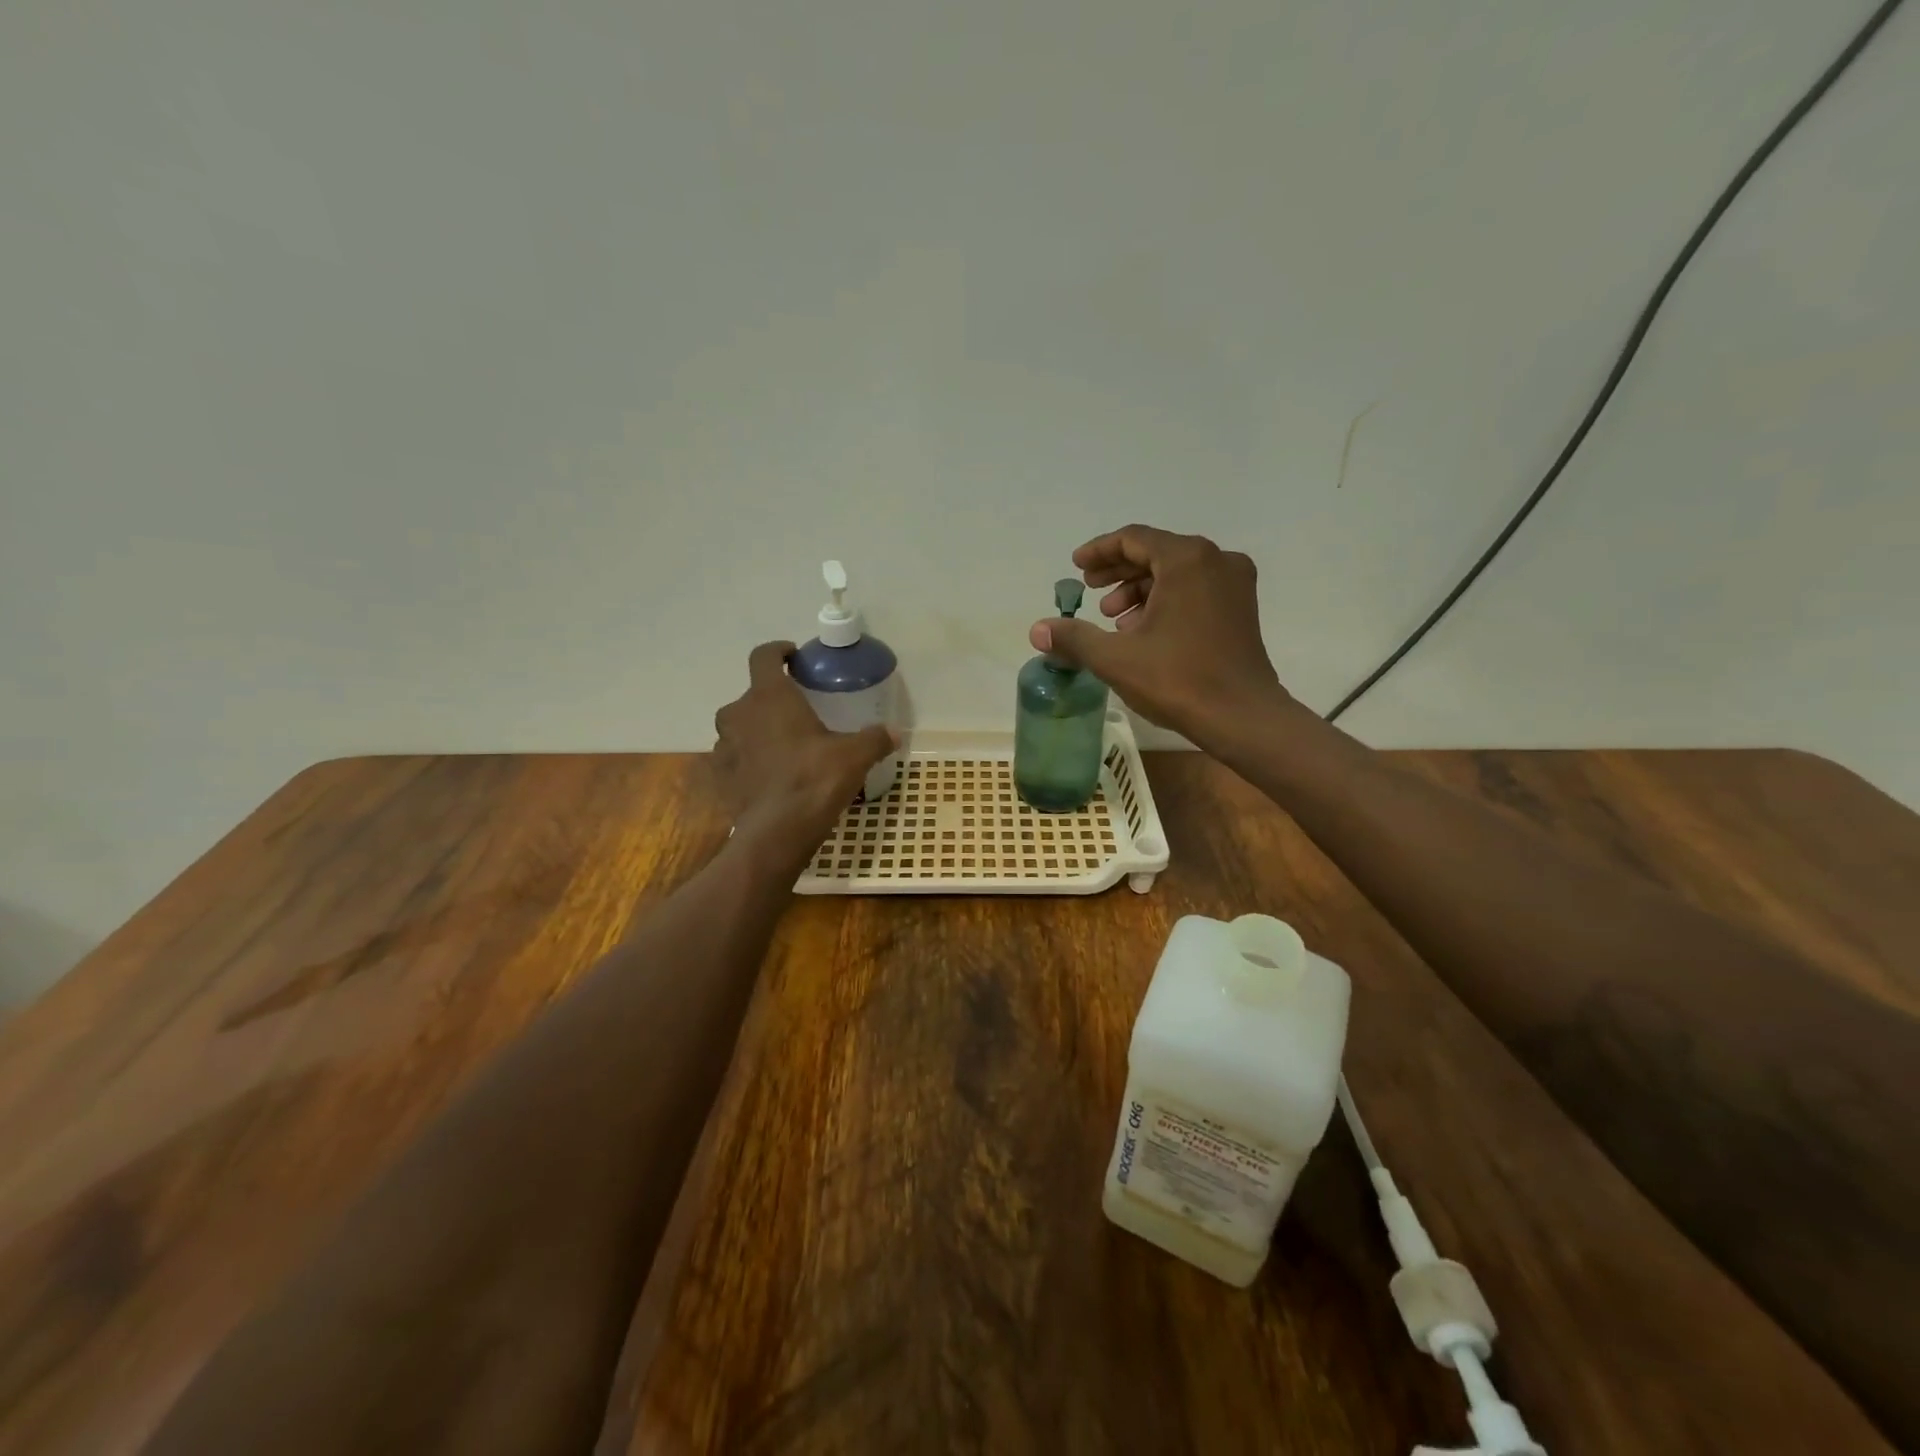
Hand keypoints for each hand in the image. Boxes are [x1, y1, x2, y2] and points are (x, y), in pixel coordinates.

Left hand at [712, 642, 896, 860]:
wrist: (777, 832)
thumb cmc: (814, 779)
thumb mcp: (854, 756)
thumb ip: (874, 739)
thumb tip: (895, 732)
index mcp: (769, 697)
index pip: (763, 656)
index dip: (778, 651)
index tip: (793, 656)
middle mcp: (738, 714)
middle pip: (751, 695)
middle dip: (772, 700)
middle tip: (797, 713)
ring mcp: (724, 747)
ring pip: (739, 727)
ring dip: (757, 730)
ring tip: (784, 745)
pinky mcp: (720, 777)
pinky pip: (734, 758)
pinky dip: (749, 760)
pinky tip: (770, 775)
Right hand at [1030, 525, 1289, 744]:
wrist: (1241, 716)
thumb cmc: (1178, 679)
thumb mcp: (1116, 658)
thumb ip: (1074, 638)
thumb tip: (1037, 630)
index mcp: (1187, 560)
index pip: (1134, 538)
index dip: (1099, 551)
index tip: (1076, 567)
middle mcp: (1216, 560)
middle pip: (1156, 552)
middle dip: (1118, 571)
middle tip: (1090, 590)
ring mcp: (1235, 583)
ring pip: (1176, 572)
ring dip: (1140, 589)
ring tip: (1114, 619)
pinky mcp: (1242, 608)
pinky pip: (1196, 589)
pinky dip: (1166, 600)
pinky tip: (1145, 631)